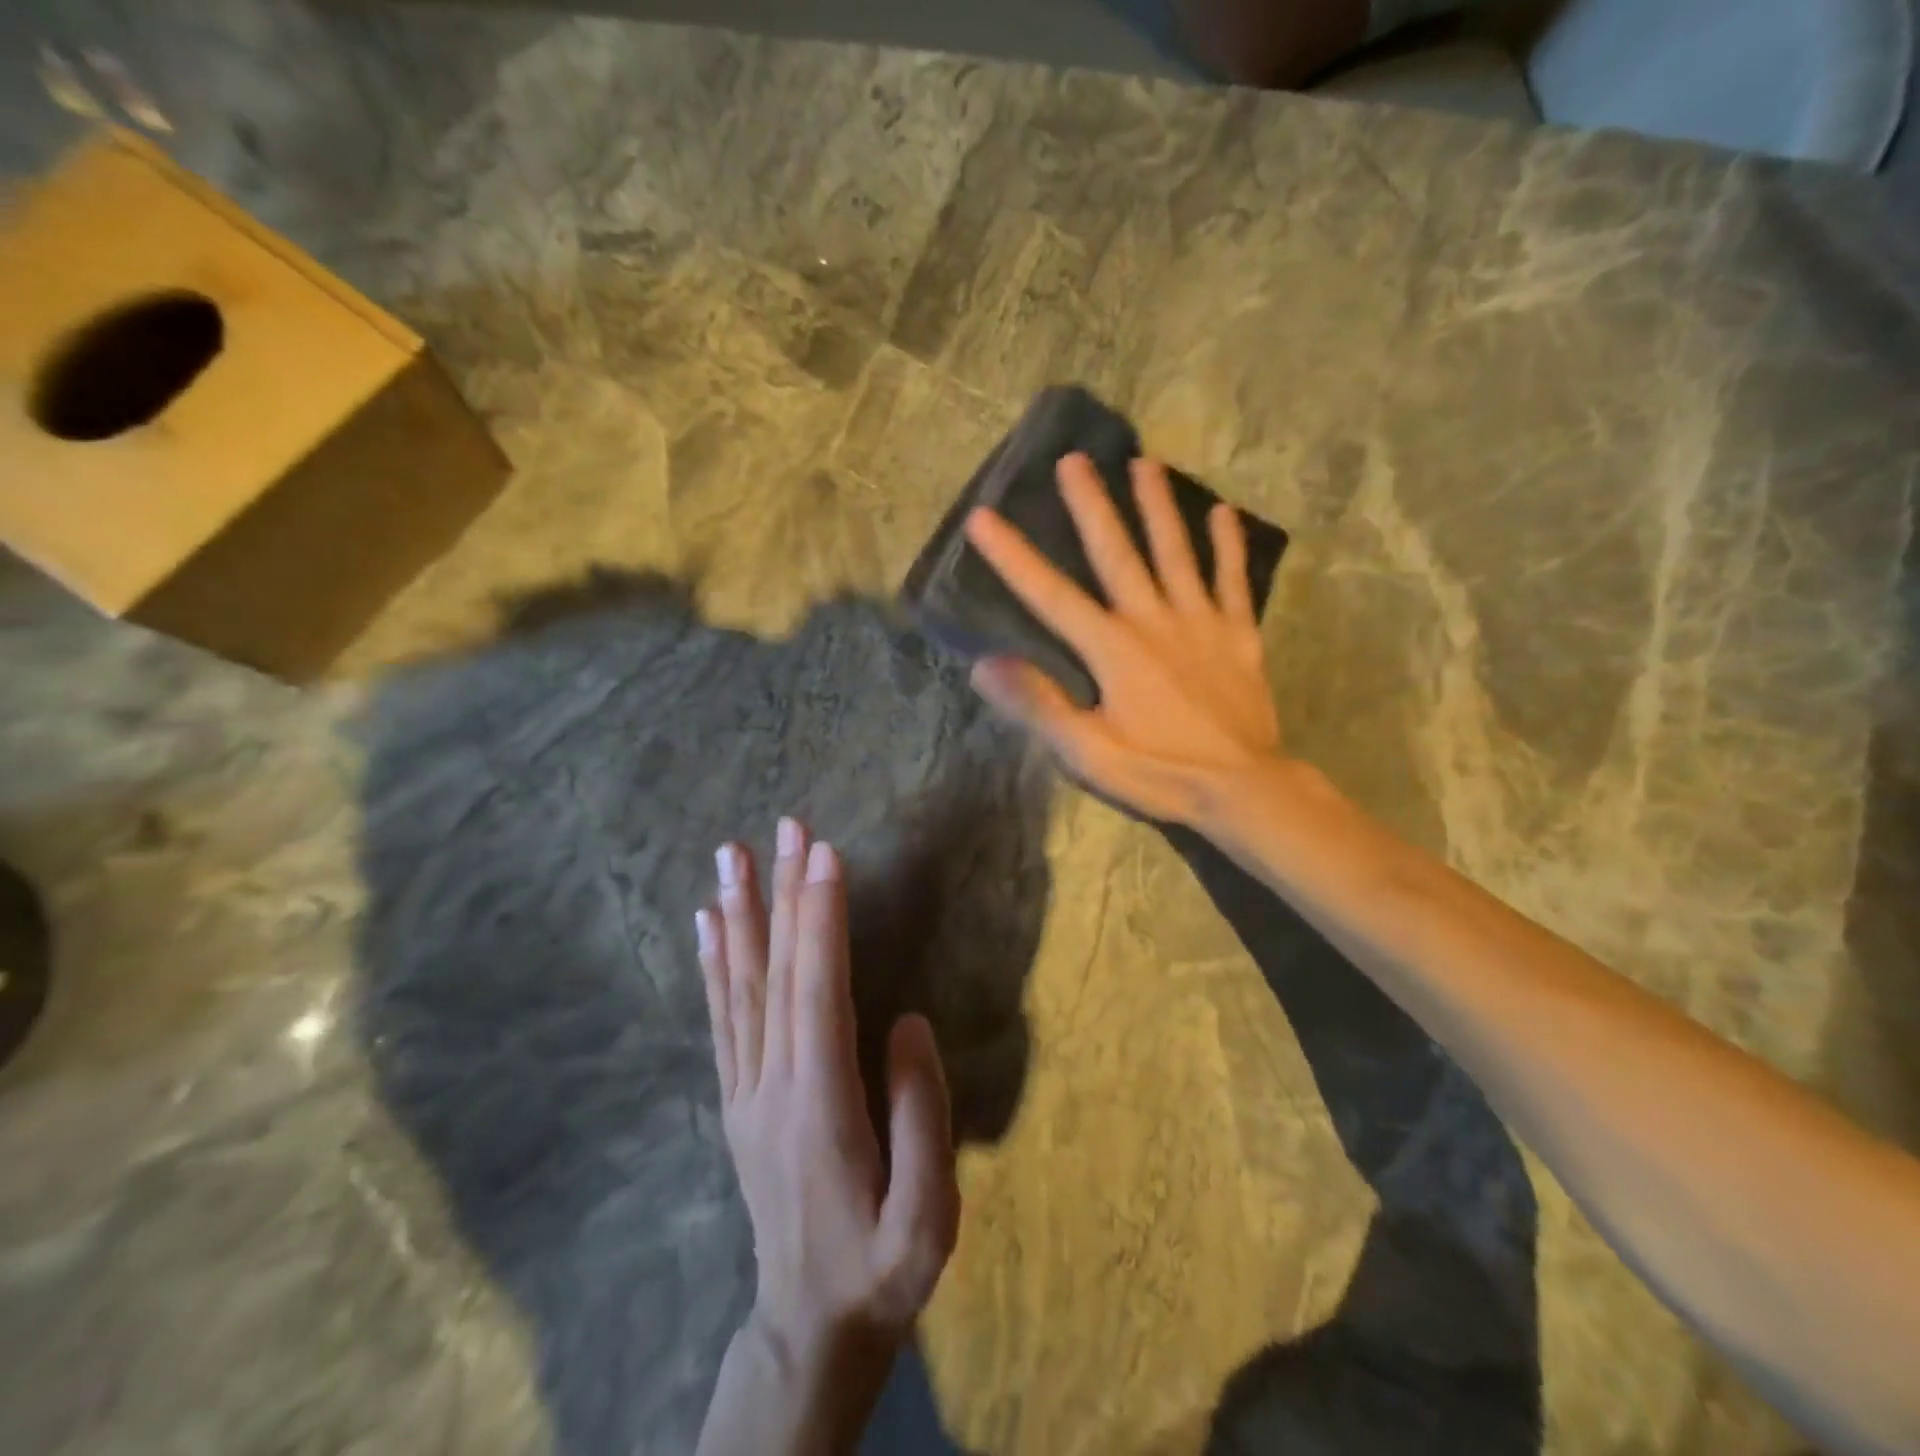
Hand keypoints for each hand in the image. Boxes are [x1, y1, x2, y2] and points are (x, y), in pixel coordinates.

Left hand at [697, 819, 958, 1376]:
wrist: (808, 1329)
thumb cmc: (880, 1270)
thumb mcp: (927, 1217)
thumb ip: (922, 1115)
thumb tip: (907, 1020)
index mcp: (820, 1104)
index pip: (817, 990)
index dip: (820, 919)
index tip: (824, 854)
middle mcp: (772, 1083)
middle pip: (777, 972)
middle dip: (785, 892)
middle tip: (787, 826)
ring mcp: (747, 1089)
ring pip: (740, 985)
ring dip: (740, 912)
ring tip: (730, 855)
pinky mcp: (739, 1097)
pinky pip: (723, 1016)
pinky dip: (715, 962)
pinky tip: (710, 923)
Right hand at [963, 452, 1282, 825]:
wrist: (1243, 788)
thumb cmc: (1158, 772)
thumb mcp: (1087, 752)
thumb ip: (1039, 704)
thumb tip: (985, 664)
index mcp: (1112, 649)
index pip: (1051, 595)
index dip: (1014, 557)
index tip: (983, 517)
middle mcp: (1153, 621)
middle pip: (1118, 553)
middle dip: (1092, 505)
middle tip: (1075, 459)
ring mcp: (1200, 623)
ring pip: (1176, 552)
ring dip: (1159, 506)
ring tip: (1145, 462)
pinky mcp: (1237, 635)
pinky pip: (1231, 581)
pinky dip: (1227, 546)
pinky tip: (1223, 513)